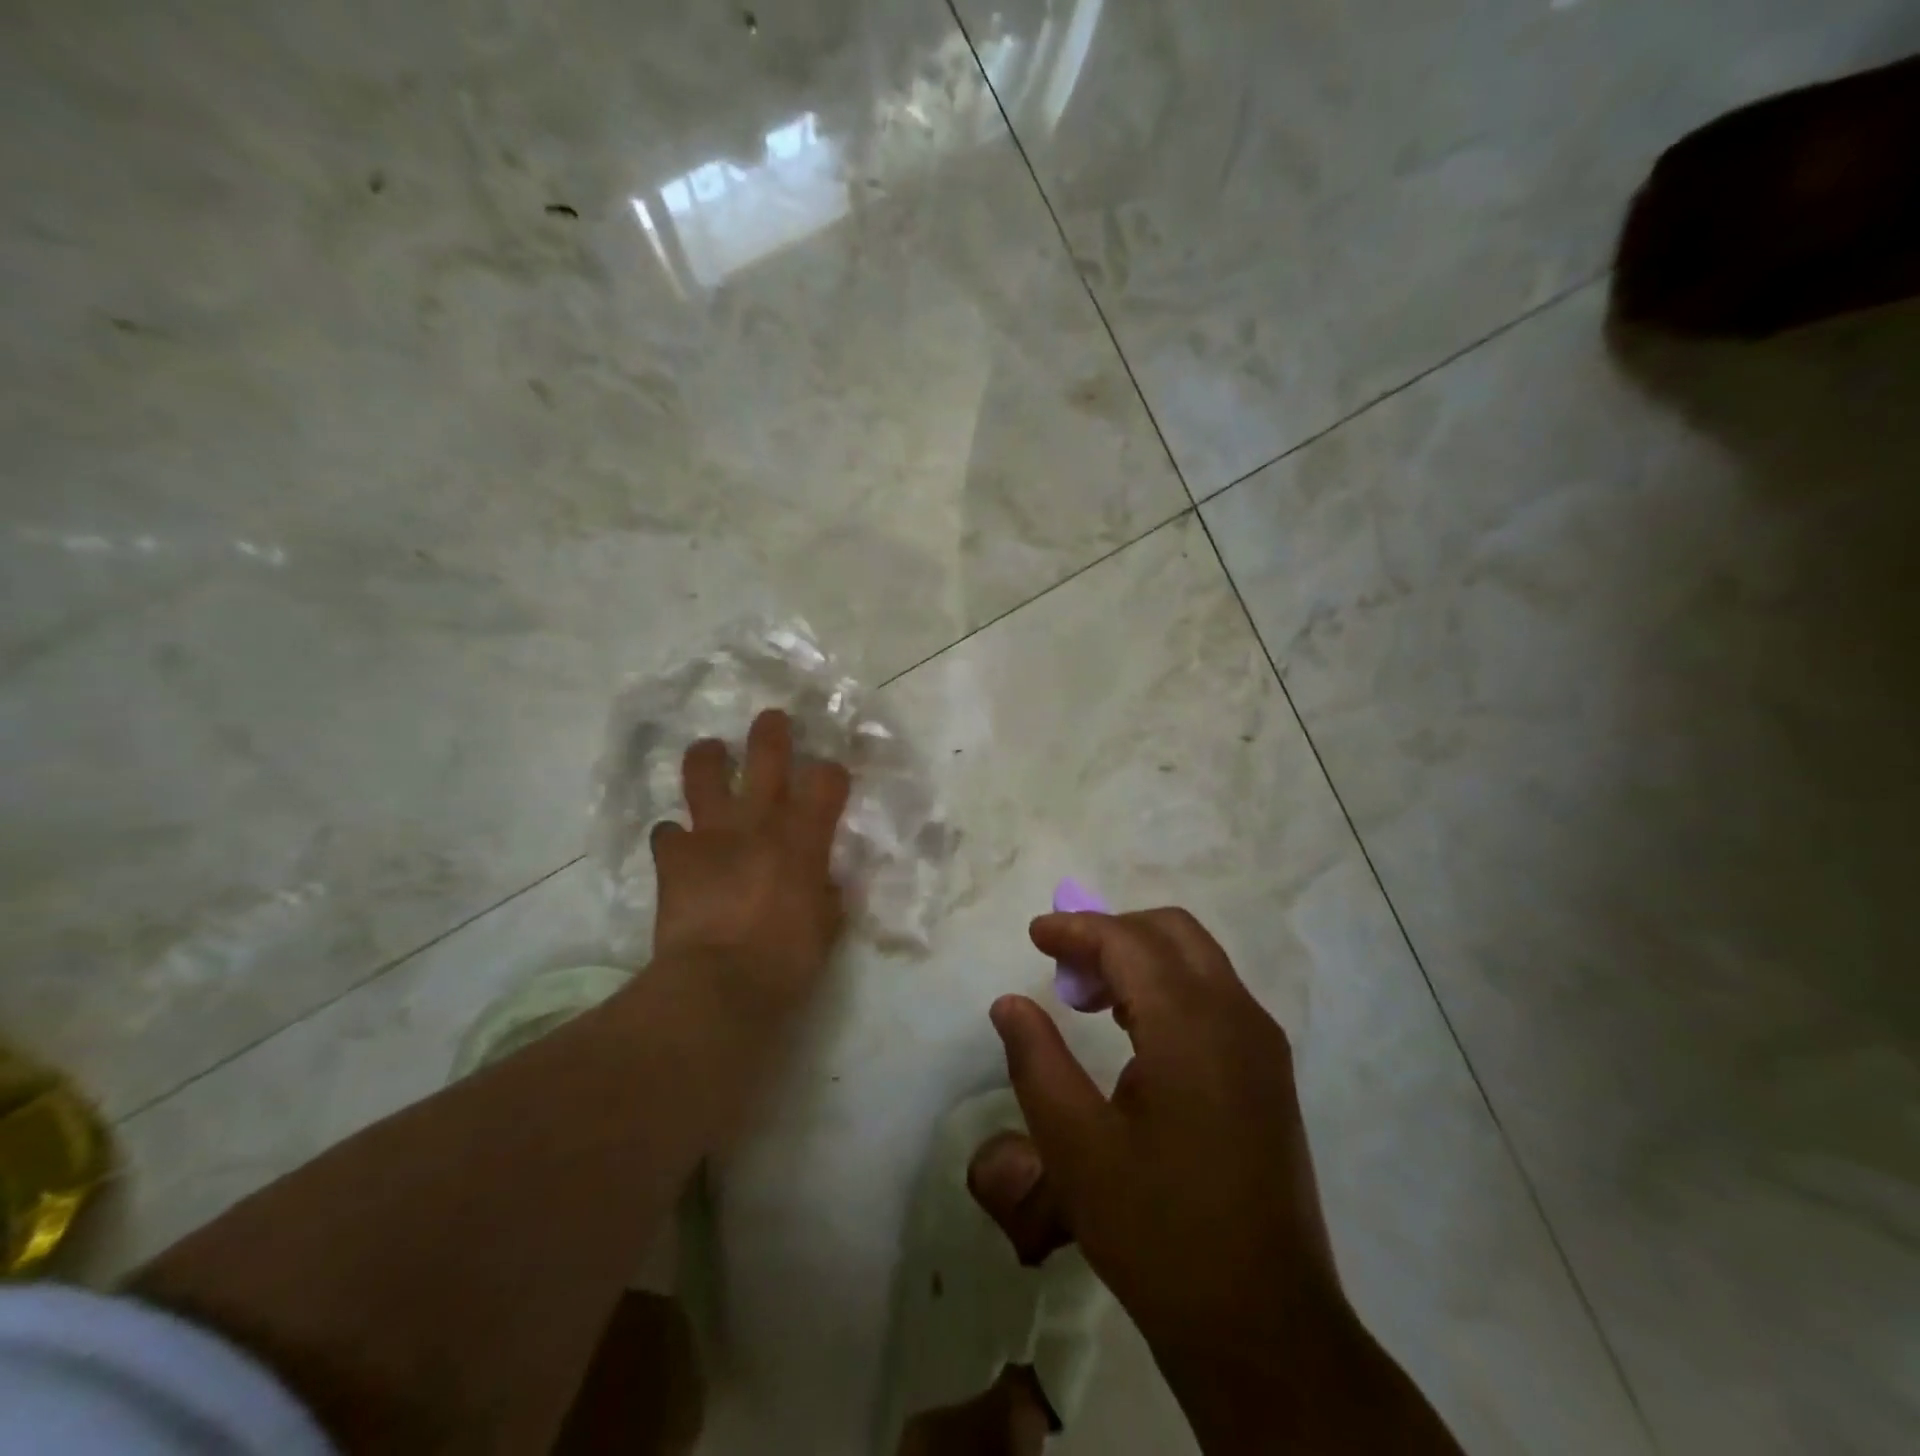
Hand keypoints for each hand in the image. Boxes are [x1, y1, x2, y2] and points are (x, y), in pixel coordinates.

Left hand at [648, 709, 851, 1020]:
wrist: (718, 985)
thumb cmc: (787, 959)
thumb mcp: (827, 926)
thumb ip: (827, 893)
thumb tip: (823, 882)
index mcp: (804, 836)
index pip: (827, 779)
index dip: (831, 771)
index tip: (831, 775)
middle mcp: (759, 821)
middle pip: (767, 755)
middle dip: (771, 732)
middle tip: (771, 720)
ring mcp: (712, 833)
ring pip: (705, 773)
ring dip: (709, 758)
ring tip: (711, 752)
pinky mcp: (675, 857)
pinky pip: (667, 832)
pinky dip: (674, 837)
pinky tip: (679, 845)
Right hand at [991, 908, 1342, 1362]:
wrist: (1264, 1327)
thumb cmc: (1157, 1231)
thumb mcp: (1075, 1147)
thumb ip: (1036, 1060)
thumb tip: (1009, 1003)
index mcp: (1191, 1025)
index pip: (1128, 941)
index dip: (1077, 929)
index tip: (1035, 935)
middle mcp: (1236, 1016)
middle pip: (1172, 931)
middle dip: (1112, 933)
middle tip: (1064, 968)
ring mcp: (1261, 1044)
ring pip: (1198, 959)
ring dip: (1141, 957)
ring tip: (1089, 996)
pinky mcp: (1269, 1072)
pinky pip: (1215, 995)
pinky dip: (1169, 986)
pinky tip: (1134, 1030)